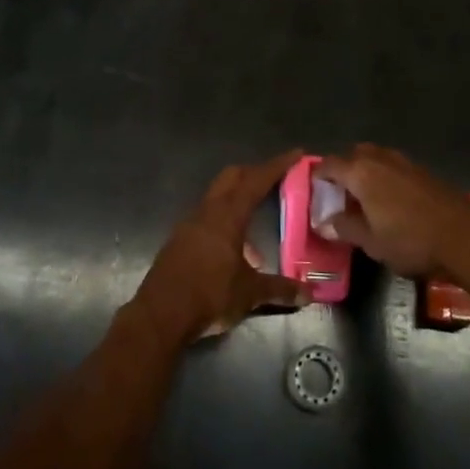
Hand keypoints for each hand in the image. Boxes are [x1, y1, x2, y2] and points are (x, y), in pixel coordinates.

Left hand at [134, 152, 311, 343]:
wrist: (160, 315)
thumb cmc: (209, 294)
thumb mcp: (250, 294)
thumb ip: (280, 289)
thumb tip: (309, 293)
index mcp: (227, 215)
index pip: (256, 181)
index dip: (277, 165)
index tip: (296, 154)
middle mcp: (207, 212)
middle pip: (231, 178)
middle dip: (253, 173)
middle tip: (275, 178)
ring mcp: (189, 224)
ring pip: (217, 197)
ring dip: (237, 199)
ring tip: (256, 219)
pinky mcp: (179, 240)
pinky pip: (206, 218)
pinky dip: (224, 221)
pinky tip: (234, 248)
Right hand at [314, 144, 469, 276]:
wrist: (465, 237)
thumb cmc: (411, 240)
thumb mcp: (371, 242)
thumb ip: (345, 228)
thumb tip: (326, 221)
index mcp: (361, 172)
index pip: (329, 164)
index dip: (318, 176)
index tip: (313, 189)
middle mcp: (380, 159)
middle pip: (353, 154)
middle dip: (343, 169)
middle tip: (339, 193)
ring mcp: (404, 162)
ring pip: (376, 158)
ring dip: (365, 171)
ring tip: (364, 197)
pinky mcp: (423, 171)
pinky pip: (394, 167)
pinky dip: (385, 177)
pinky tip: (390, 200)